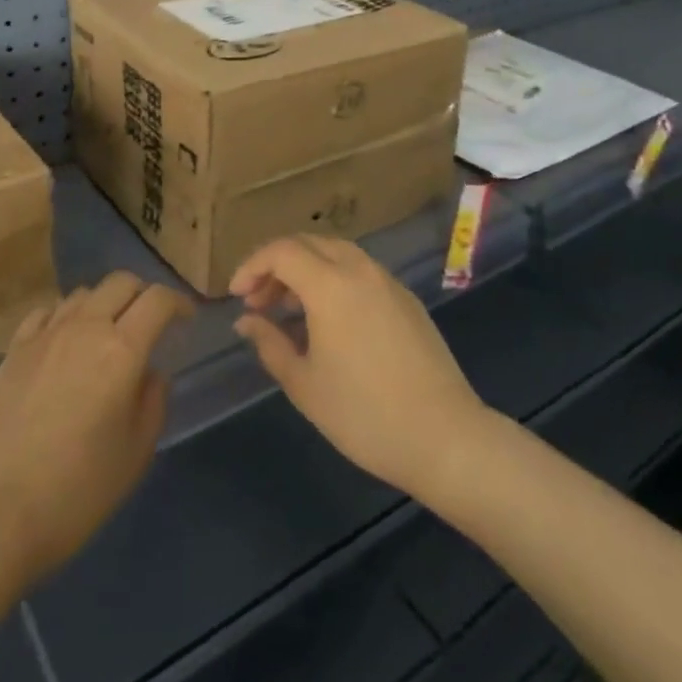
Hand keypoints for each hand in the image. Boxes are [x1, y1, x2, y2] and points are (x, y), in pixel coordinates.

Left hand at [0, 272, 189, 587]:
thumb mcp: (136, 452)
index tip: (187, 320)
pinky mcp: (14, 350)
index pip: (158, 300)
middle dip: (143, 294)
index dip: (178, 303)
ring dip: (104, 304)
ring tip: (107, 334)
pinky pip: (47, 312)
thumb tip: (150, 373)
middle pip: (121, 282)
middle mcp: (85, 328)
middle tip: (150, 323)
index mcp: (122, 349)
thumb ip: (153, 400)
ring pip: (84, 293)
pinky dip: (65, 316)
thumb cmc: (76, 492)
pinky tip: (65, 342)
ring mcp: (44, 335)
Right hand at [230, 235, 486, 499]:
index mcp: (331, 284)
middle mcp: (360, 270)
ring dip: (306, 271)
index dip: (252, 266)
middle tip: (258, 302)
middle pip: (309, 243)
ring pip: (337, 254)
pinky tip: (328, 321)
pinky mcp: (407, 300)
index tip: (236, 295)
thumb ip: (270, 344)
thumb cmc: (364, 414)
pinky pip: (360, 273)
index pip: (282, 251)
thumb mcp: (305, 384)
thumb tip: (246, 321)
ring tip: (288, 311)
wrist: (445, 437)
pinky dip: (334, 281)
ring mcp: (388, 282)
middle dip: (277, 265)